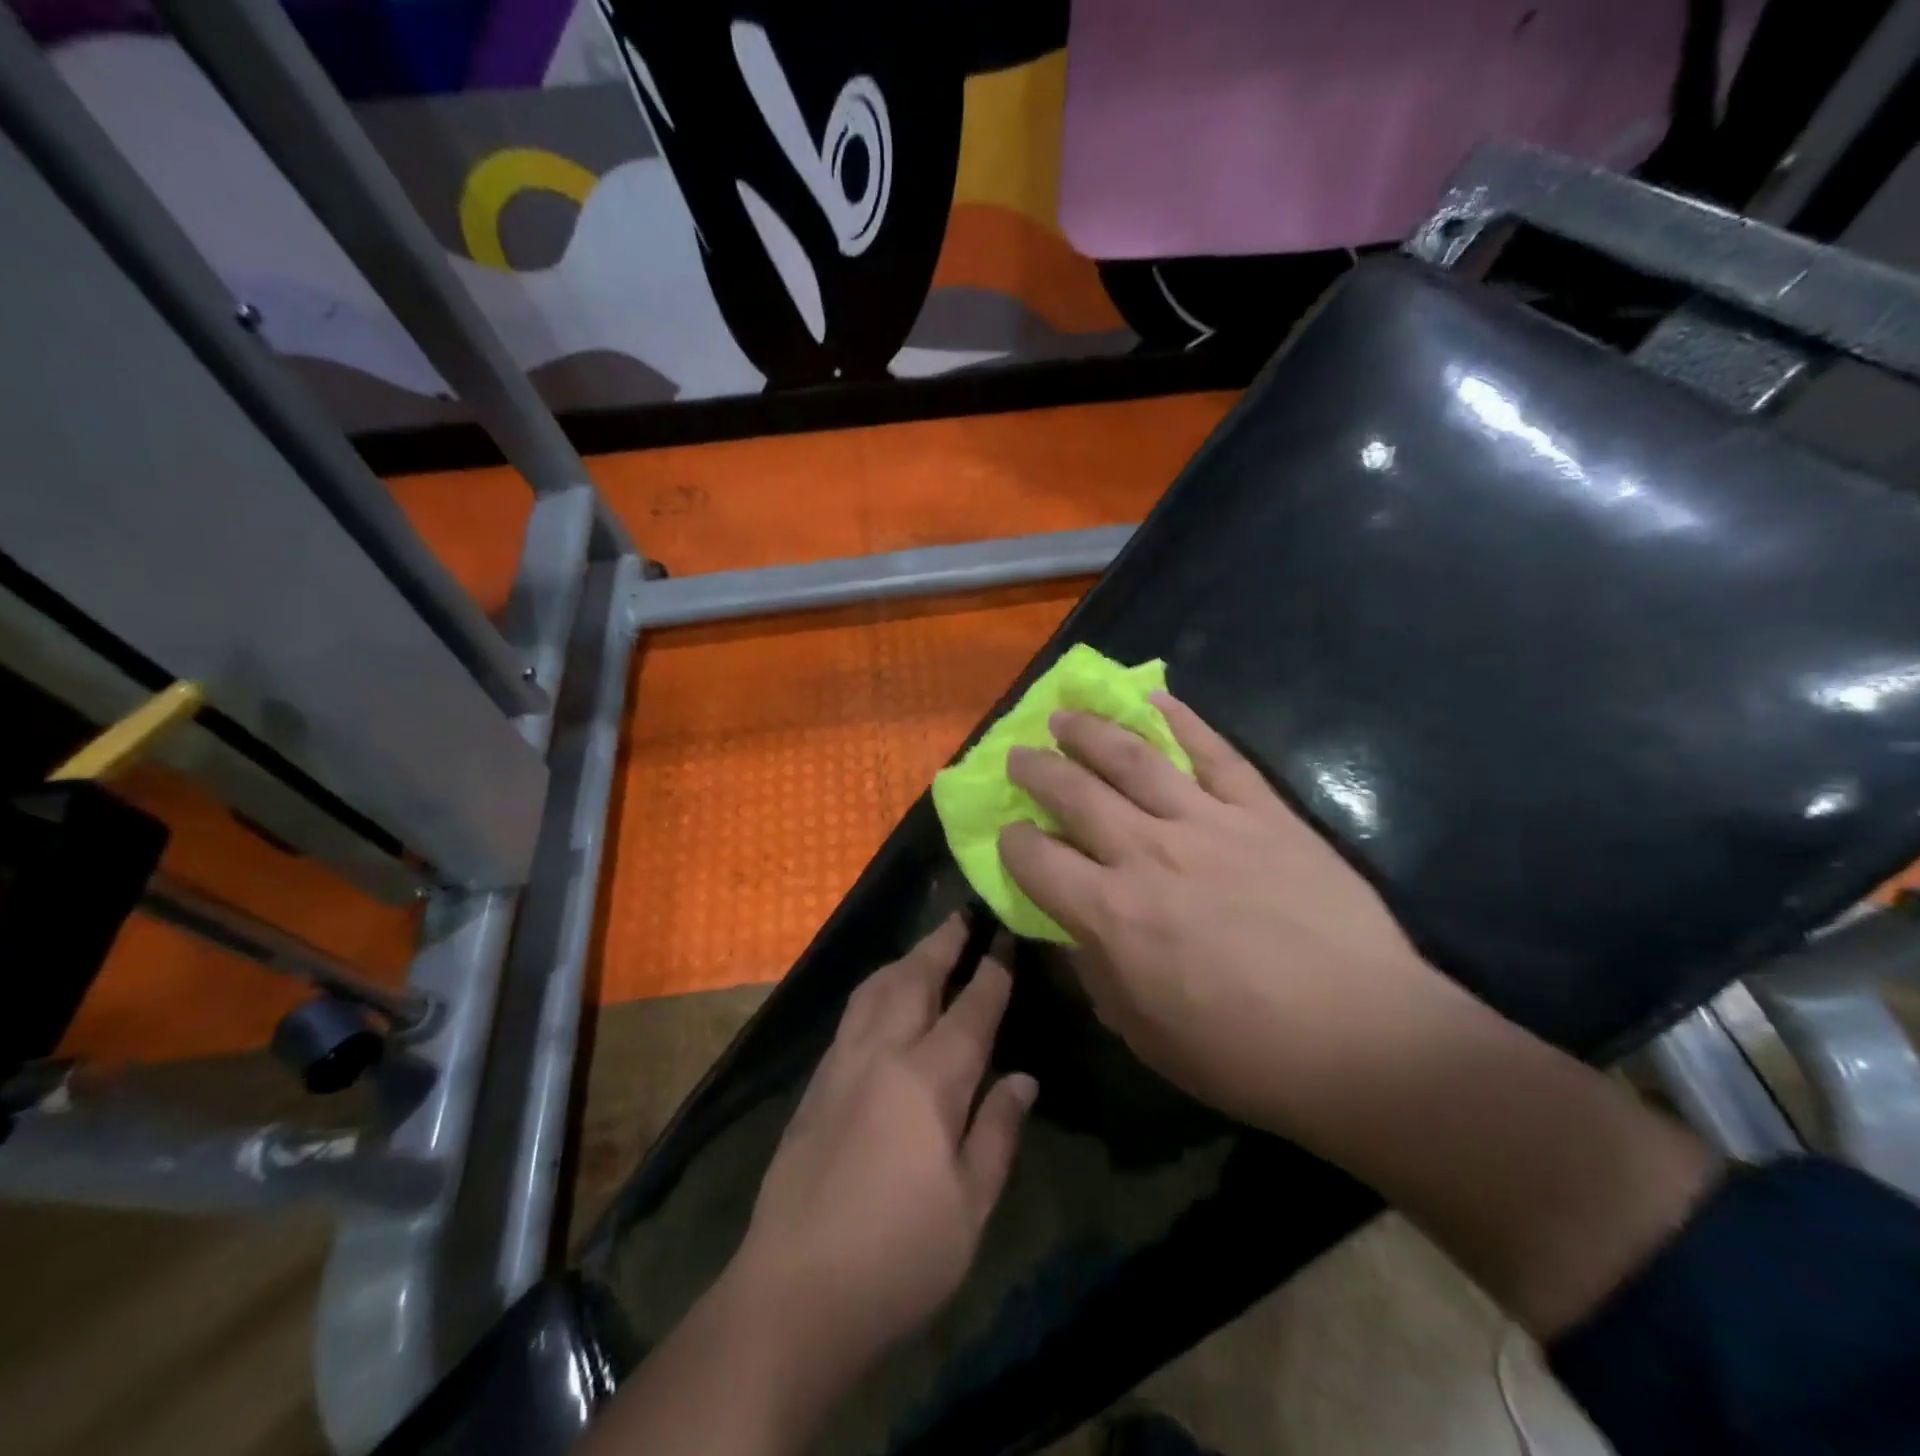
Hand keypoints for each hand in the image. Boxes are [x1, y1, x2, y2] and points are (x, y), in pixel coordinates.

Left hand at [729, 918, 1036, 1382]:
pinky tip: (883, 998)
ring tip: (926, 946)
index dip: (992, 969)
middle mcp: (883, 1054)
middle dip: (943, 942)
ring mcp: (842, 1064)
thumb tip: (1023, 1077)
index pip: (971, 1008)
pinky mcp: (815, 1083)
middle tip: (964, 914)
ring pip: (876, 988)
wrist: (792, 1292)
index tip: (1006, 934)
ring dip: (906, 959)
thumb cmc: (898, 1258)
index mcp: (929, 1080)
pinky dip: (877, 988)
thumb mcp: (971, 1208)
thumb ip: (998, 1132)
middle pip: (916, 978)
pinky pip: (852, 1013)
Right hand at [998, 694, 1446, 1143]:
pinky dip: (1181, 720)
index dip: (1013, 843)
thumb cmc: (1244, 1054)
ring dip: (1090, 732)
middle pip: (1075, 794)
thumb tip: (1071, 931)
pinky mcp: (1262, 811)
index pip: (1036, 860)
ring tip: (1065, 715)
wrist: (1364, 1039)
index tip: (1008, 834)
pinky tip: (1153, 698)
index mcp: (1111, 913)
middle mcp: (1148, 853)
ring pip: (1133, 759)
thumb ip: (1096, 973)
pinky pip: (1214, 752)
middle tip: (1019, 753)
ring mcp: (1207, 823)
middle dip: (1037, 770)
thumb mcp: (1144, 1034)